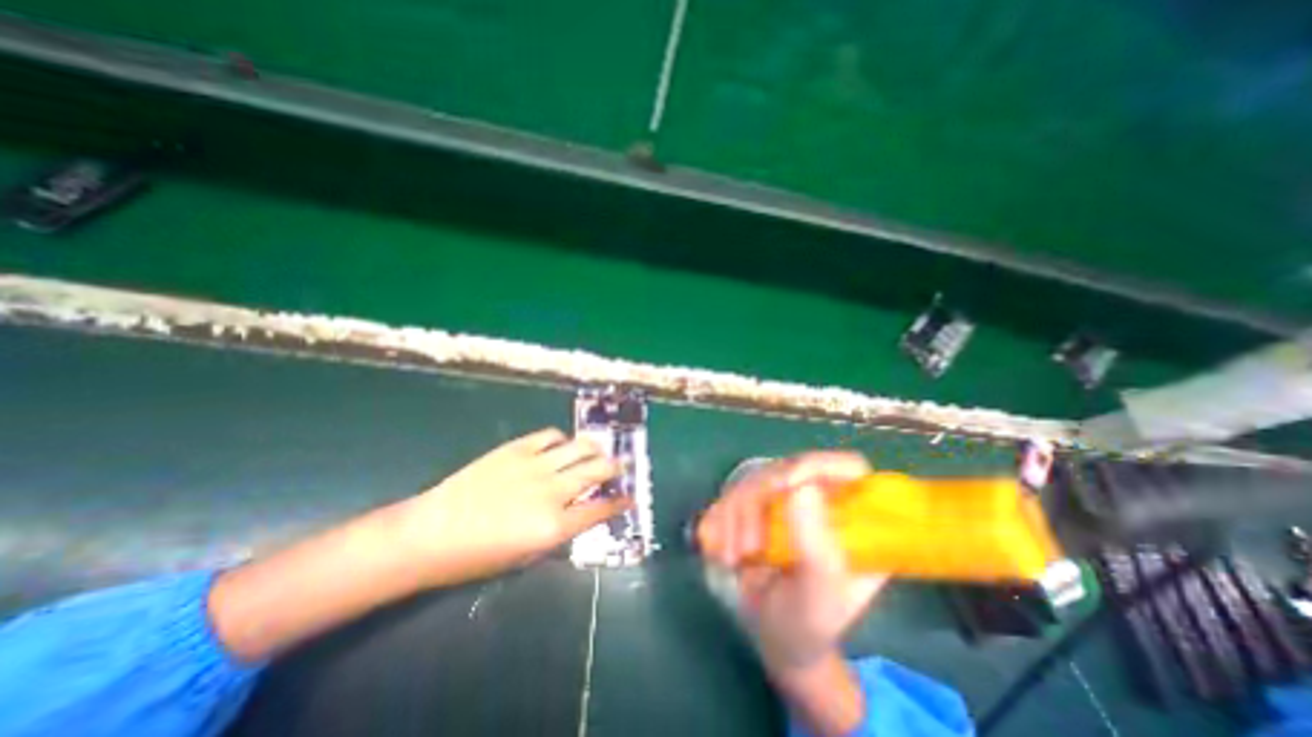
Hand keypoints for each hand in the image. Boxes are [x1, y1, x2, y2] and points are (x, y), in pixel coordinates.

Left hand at [210, 427, 629, 660]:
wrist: (430, 533)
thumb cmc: (476, 557)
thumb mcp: (525, 556)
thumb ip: (559, 532)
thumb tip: (580, 513)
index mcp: (554, 525)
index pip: (600, 508)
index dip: (620, 503)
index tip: (630, 498)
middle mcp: (551, 491)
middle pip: (597, 470)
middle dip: (616, 468)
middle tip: (621, 467)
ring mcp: (535, 465)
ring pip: (580, 447)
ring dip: (595, 449)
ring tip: (599, 451)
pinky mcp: (517, 448)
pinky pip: (550, 435)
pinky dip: (563, 440)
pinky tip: (562, 446)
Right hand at [691, 450, 885, 672]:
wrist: (774, 633)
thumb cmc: (808, 621)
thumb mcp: (818, 596)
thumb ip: (816, 547)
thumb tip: (802, 487)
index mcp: (851, 516)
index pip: (846, 466)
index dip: (817, 466)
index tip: (786, 486)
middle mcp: (819, 498)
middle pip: (785, 469)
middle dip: (756, 506)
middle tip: (747, 550)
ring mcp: (784, 498)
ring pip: (751, 480)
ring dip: (733, 519)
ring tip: (733, 559)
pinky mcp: (755, 503)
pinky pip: (728, 494)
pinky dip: (719, 520)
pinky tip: (721, 550)